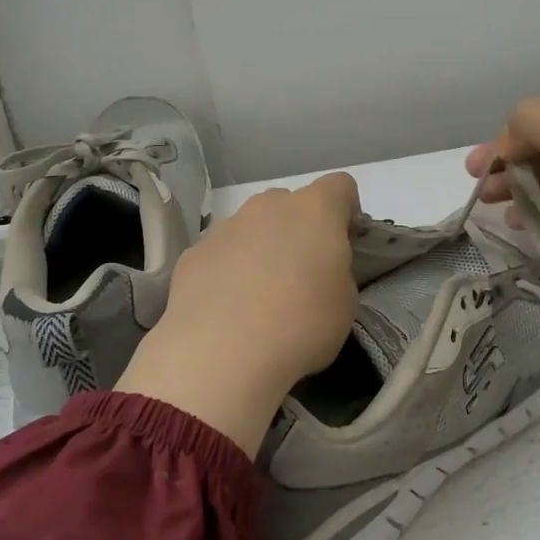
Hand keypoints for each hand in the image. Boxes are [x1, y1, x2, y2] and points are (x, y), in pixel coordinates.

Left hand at [119, 172, 359, 456]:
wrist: (221, 353)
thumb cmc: (301, 325)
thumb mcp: (345, 302)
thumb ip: (336, 270)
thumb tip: (317, 269)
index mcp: (314, 210)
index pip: (340, 186)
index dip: (346, 212)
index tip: (344, 244)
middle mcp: (267, 206)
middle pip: (290, 205)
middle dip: (299, 231)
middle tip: (302, 276)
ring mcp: (225, 227)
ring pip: (251, 228)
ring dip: (260, 251)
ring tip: (260, 300)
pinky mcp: (192, 254)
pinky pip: (220, 255)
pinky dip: (227, 273)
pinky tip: (227, 311)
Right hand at [468, 96, 539, 381]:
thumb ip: (532, 121)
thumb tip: (507, 147)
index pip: (534, 120)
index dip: (504, 140)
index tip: (484, 167)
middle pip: (534, 150)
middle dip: (502, 164)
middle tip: (478, 186)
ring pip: (539, 182)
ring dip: (512, 190)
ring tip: (493, 206)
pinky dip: (530, 216)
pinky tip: (519, 225)